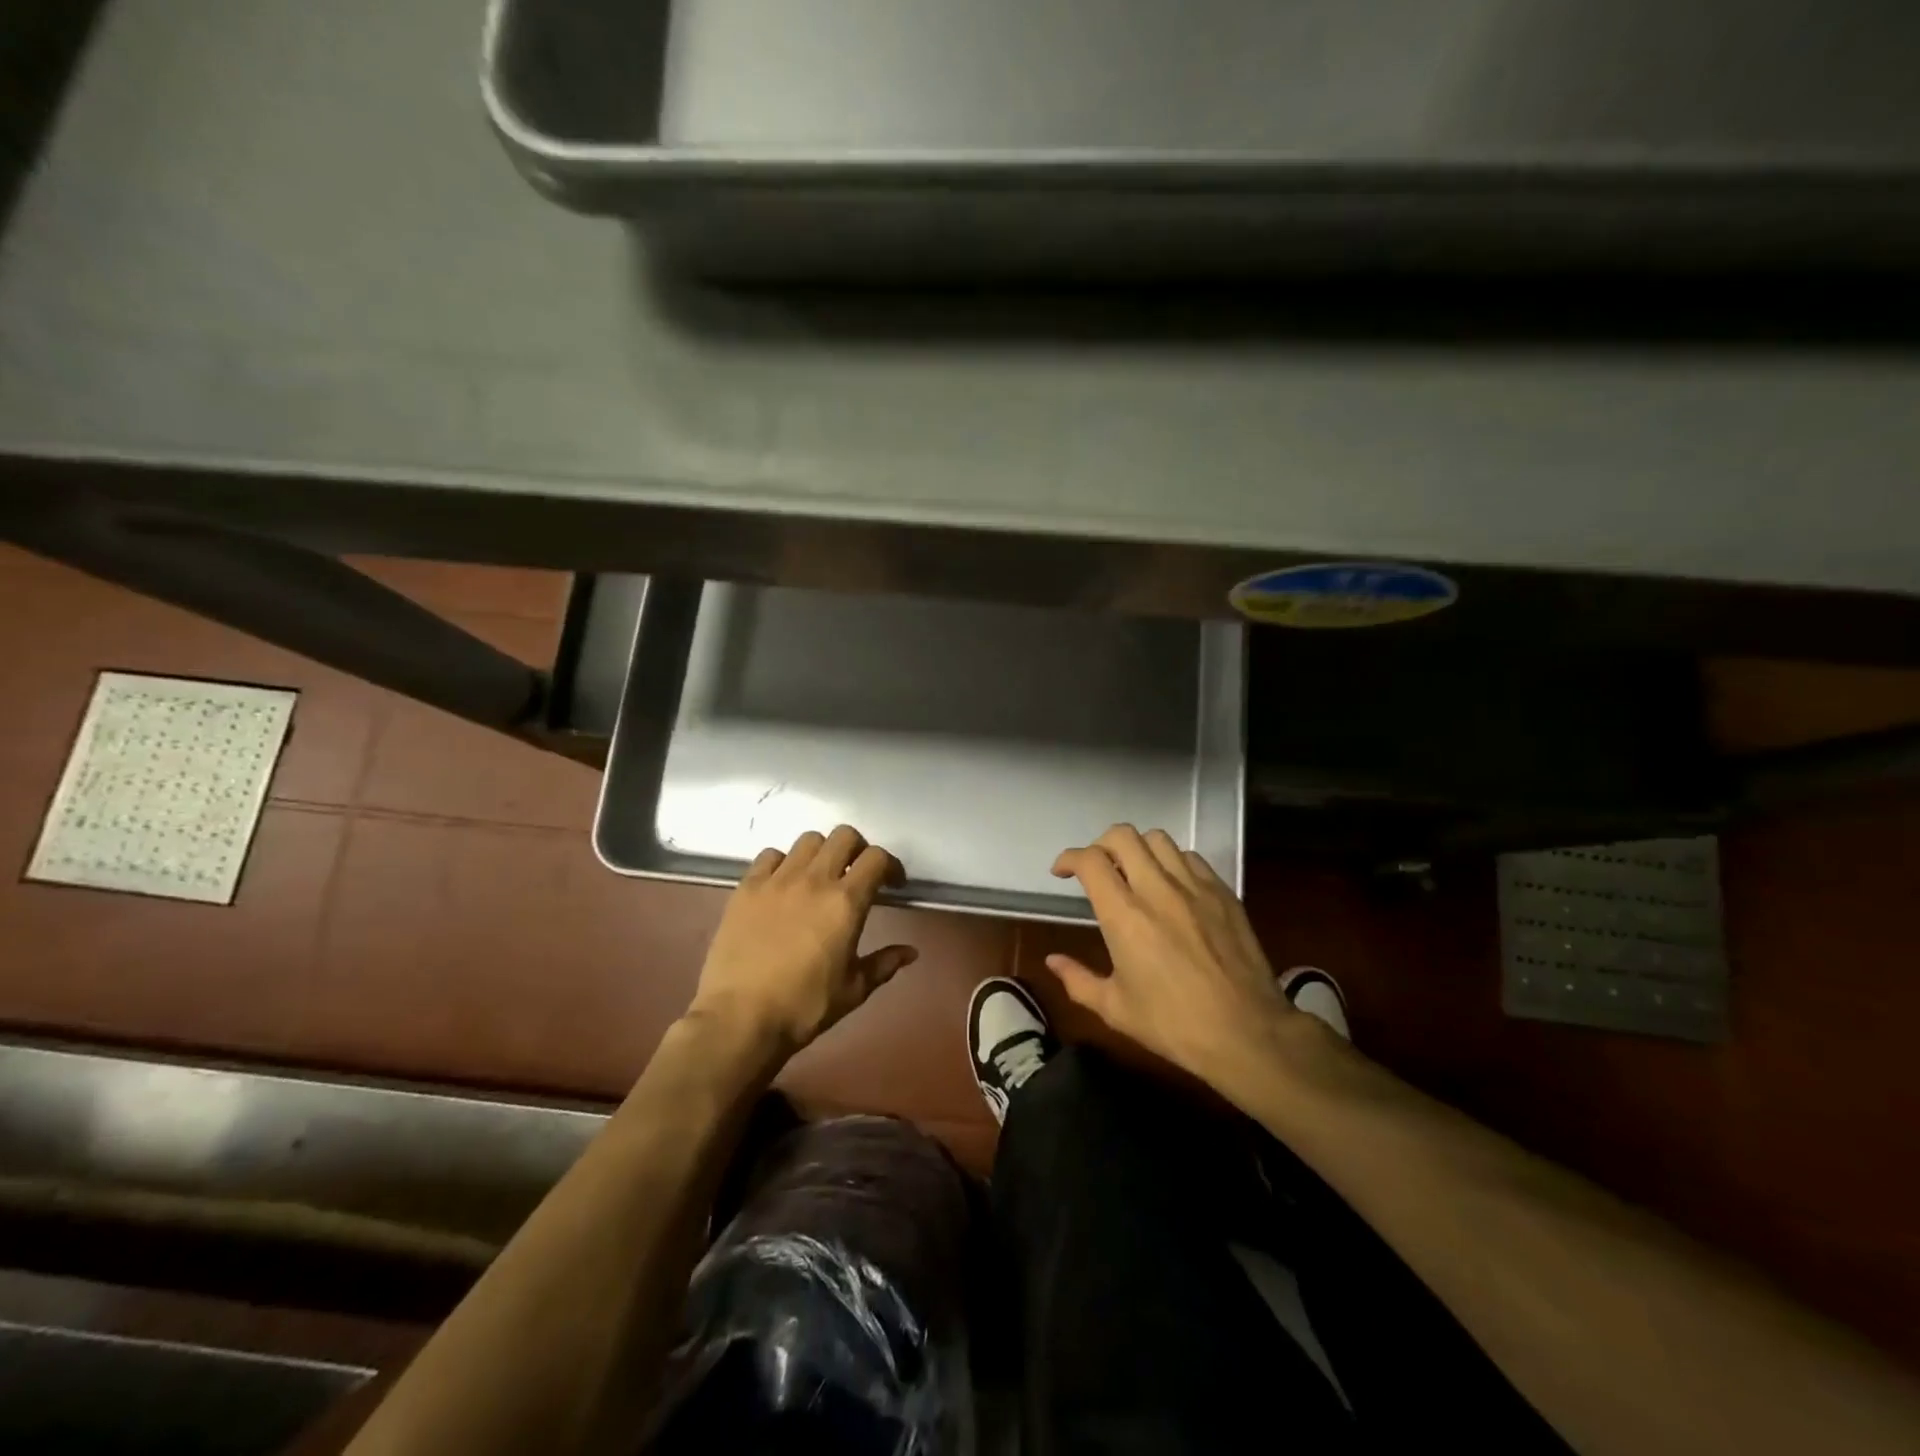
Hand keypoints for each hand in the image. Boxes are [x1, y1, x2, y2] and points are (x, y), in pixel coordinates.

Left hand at [688, 825, 916, 1059]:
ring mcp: (777, 880)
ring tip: (820, 876)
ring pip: (808, 840)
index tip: (892, 883)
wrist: (740, 1018)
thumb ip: (883, 964)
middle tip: (858, 873)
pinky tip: (783, 883)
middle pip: (844, 836)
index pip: (876, 859)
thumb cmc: (804, 1007)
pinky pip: (770, 855)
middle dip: (858, 849)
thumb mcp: (853, 990)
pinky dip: (783, 862)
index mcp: (845, 903)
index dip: (890, 865)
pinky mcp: (747, 887)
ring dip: (822, 852)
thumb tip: (910, 952)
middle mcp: (814, 880)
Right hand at [1048, 824, 1294, 1086]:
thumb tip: (1052, 961)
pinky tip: (1172, 886)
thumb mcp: (1115, 1010)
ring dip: (1138, 849)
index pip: (1090, 861)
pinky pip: (1191, 858)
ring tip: (1135, 872)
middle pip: (1122, 836)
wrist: (1247, 1033)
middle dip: (1100, 844)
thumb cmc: (1173, 1024)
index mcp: (1124, 915)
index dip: (1069, 858)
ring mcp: (1194, 887)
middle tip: (1097, 868)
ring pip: (1159, 839)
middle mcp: (1157, 889)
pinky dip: (1172, 862)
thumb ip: (1078, 981)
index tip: (1062, 872)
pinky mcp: (1223, 893)